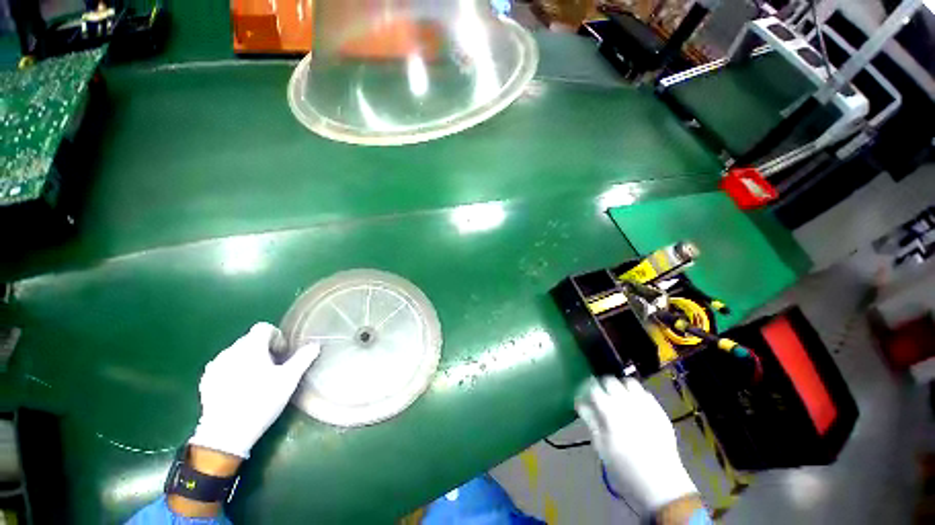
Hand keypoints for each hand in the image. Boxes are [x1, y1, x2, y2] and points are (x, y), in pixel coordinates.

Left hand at [188, 323, 319, 458]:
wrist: (226, 433)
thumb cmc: (262, 401)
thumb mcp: (289, 379)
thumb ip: (303, 358)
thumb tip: (315, 345)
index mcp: (251, 346)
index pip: (264, 328)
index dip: (277, 337)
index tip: (283, 354)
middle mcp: (230, 350)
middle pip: (250, 340)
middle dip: (264, 349)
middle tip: (274, 369)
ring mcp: (215, 366)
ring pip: (236, 353)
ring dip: (248, 360)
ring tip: (257, 380)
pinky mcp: (206, 381)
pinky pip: (224, 367)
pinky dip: (234, 371)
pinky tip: (239, 389)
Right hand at [575, 377, 697, 510]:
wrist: (661, 483)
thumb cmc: (625, 467)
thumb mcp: (601, 447)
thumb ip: (590, 421)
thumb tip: (580, 403)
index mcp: (610, 412)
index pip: (594, 388)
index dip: (587, 388)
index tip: (585, 393)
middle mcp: (627, 403)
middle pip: (611, 381)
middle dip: (603, 384)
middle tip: (601, 393)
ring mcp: (645, 405)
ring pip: (629, 382)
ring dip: (621, 386)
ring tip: (619, 396)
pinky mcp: (659, 411)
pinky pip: (645, 393)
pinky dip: (637, 394)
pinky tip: (635, 404)